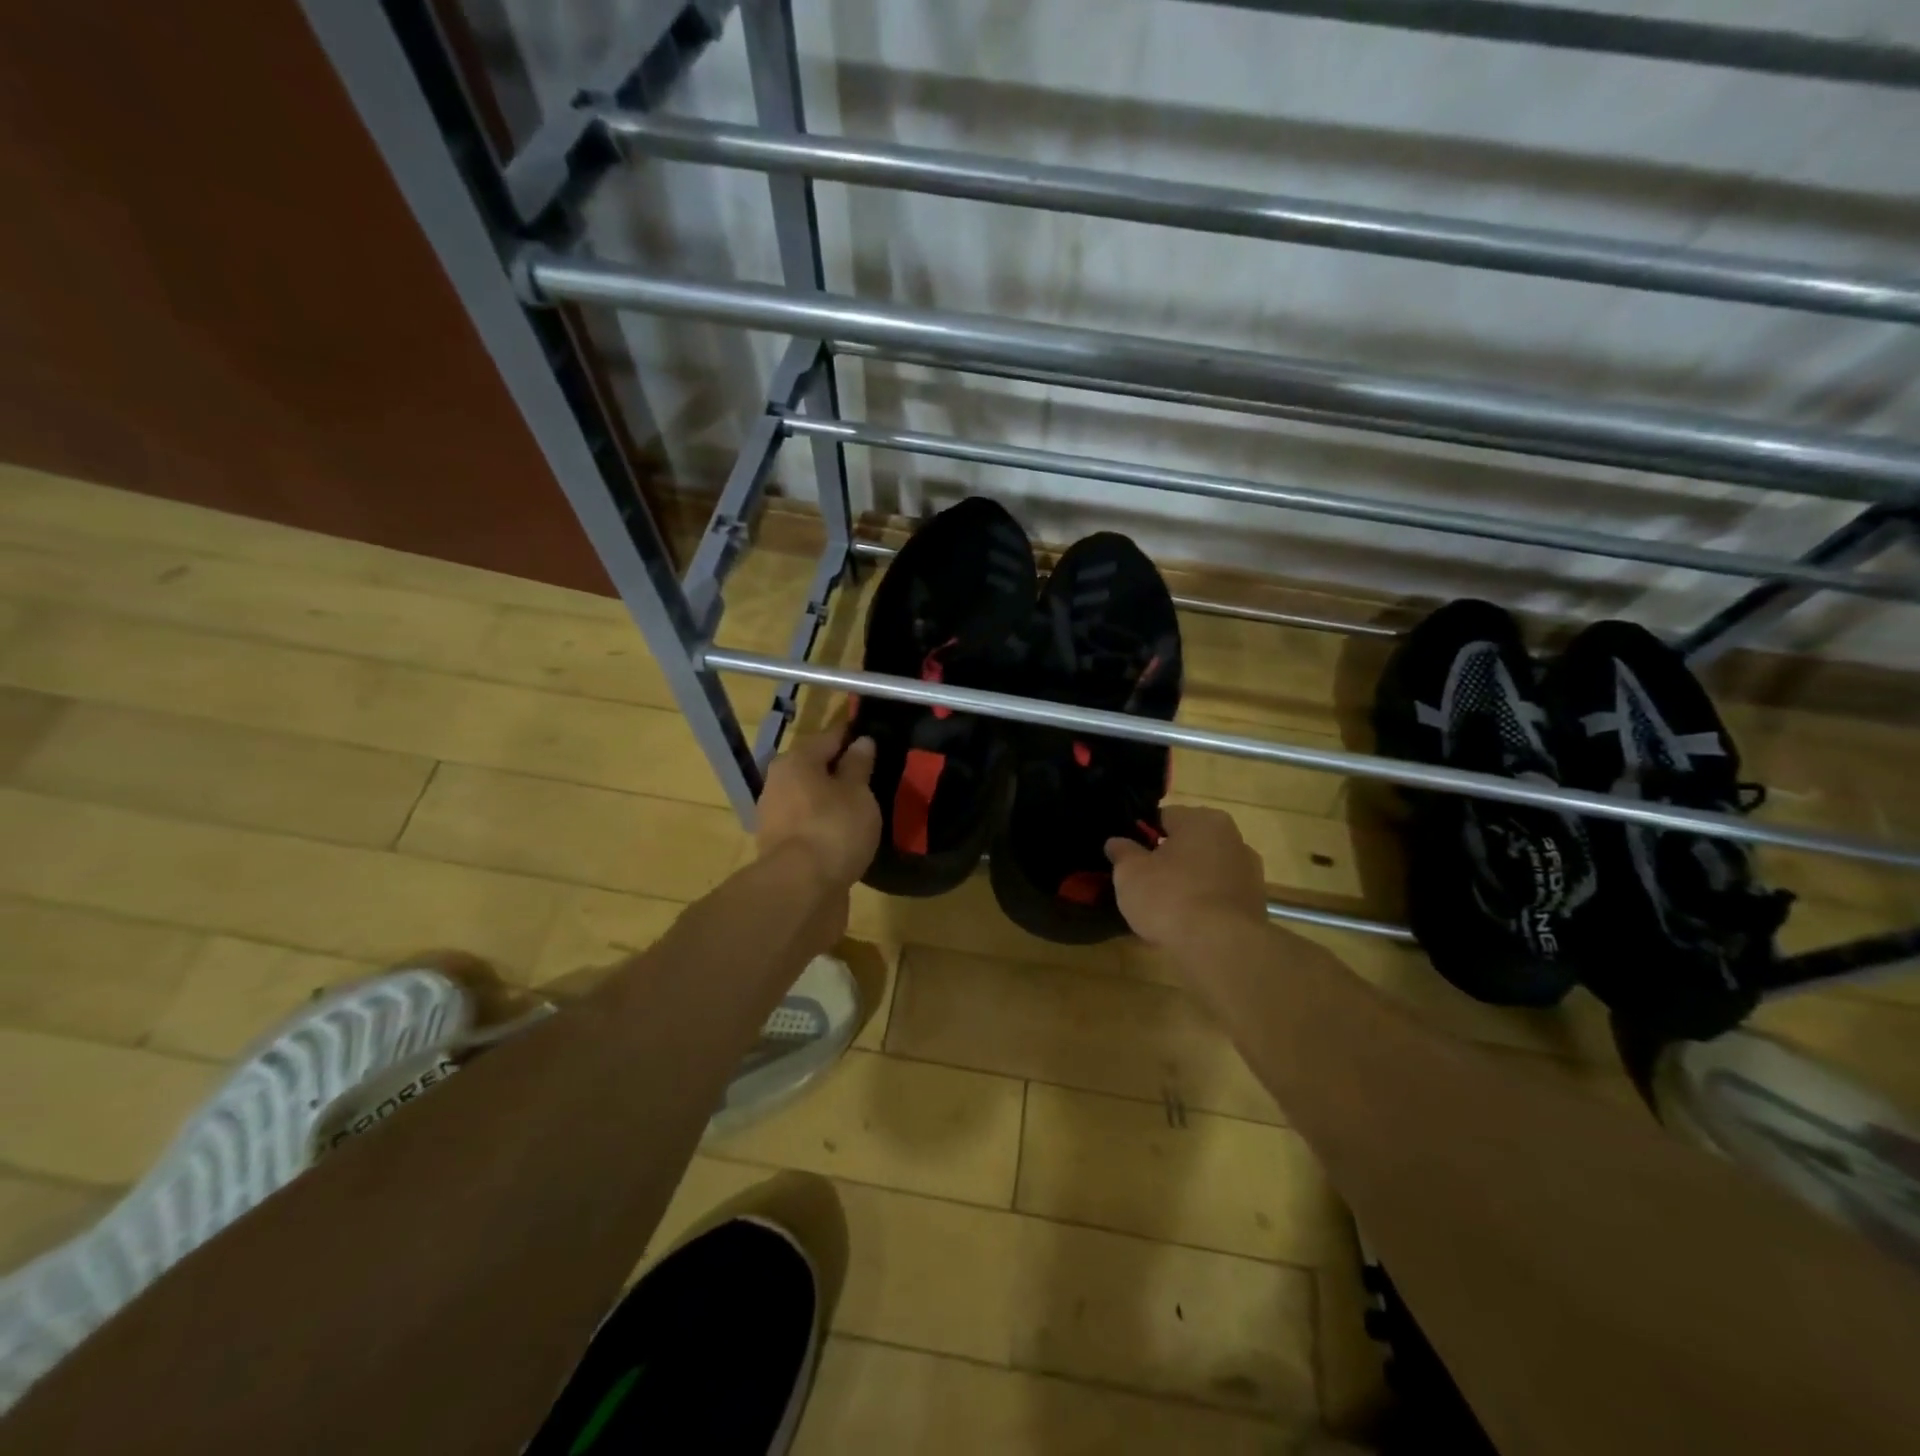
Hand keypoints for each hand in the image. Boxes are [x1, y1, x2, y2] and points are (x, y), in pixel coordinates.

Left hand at [757, 730, 880, 890]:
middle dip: (841, 771)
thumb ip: (859, 766)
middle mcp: (778, 783)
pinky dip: (826, 826)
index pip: (830, 738)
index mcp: (796, 761)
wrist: (800, 889)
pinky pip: (809, 826)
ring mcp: (775, 818)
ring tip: (865, 808)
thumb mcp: (857, 792)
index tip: (874, 738)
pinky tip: (847, 834)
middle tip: (873, 776)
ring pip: (811, 799)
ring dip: (833, 801)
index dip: (853, 737)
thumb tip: (861, 742)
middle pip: (815, 769)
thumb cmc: (833, 828)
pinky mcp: (780, 848)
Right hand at [1105, 805, 1267, 948]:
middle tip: (1145, 881)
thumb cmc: (1170, 897)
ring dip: (1189, 881)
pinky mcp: (1257, 903)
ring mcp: (1249, 871)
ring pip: (1207, 869)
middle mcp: (1232, 837)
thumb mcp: (1130, 873)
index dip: (1143, 835)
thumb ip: (1122, 852)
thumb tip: (1116, 842)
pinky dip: (1206, 903)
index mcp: (1202, 820)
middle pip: (1189, 842)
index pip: (1164, 817)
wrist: (1222, 947)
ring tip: (1166, 907)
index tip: (1129, 857)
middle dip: (1169, 858)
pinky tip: (1189, 923)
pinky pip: (1220, 895)